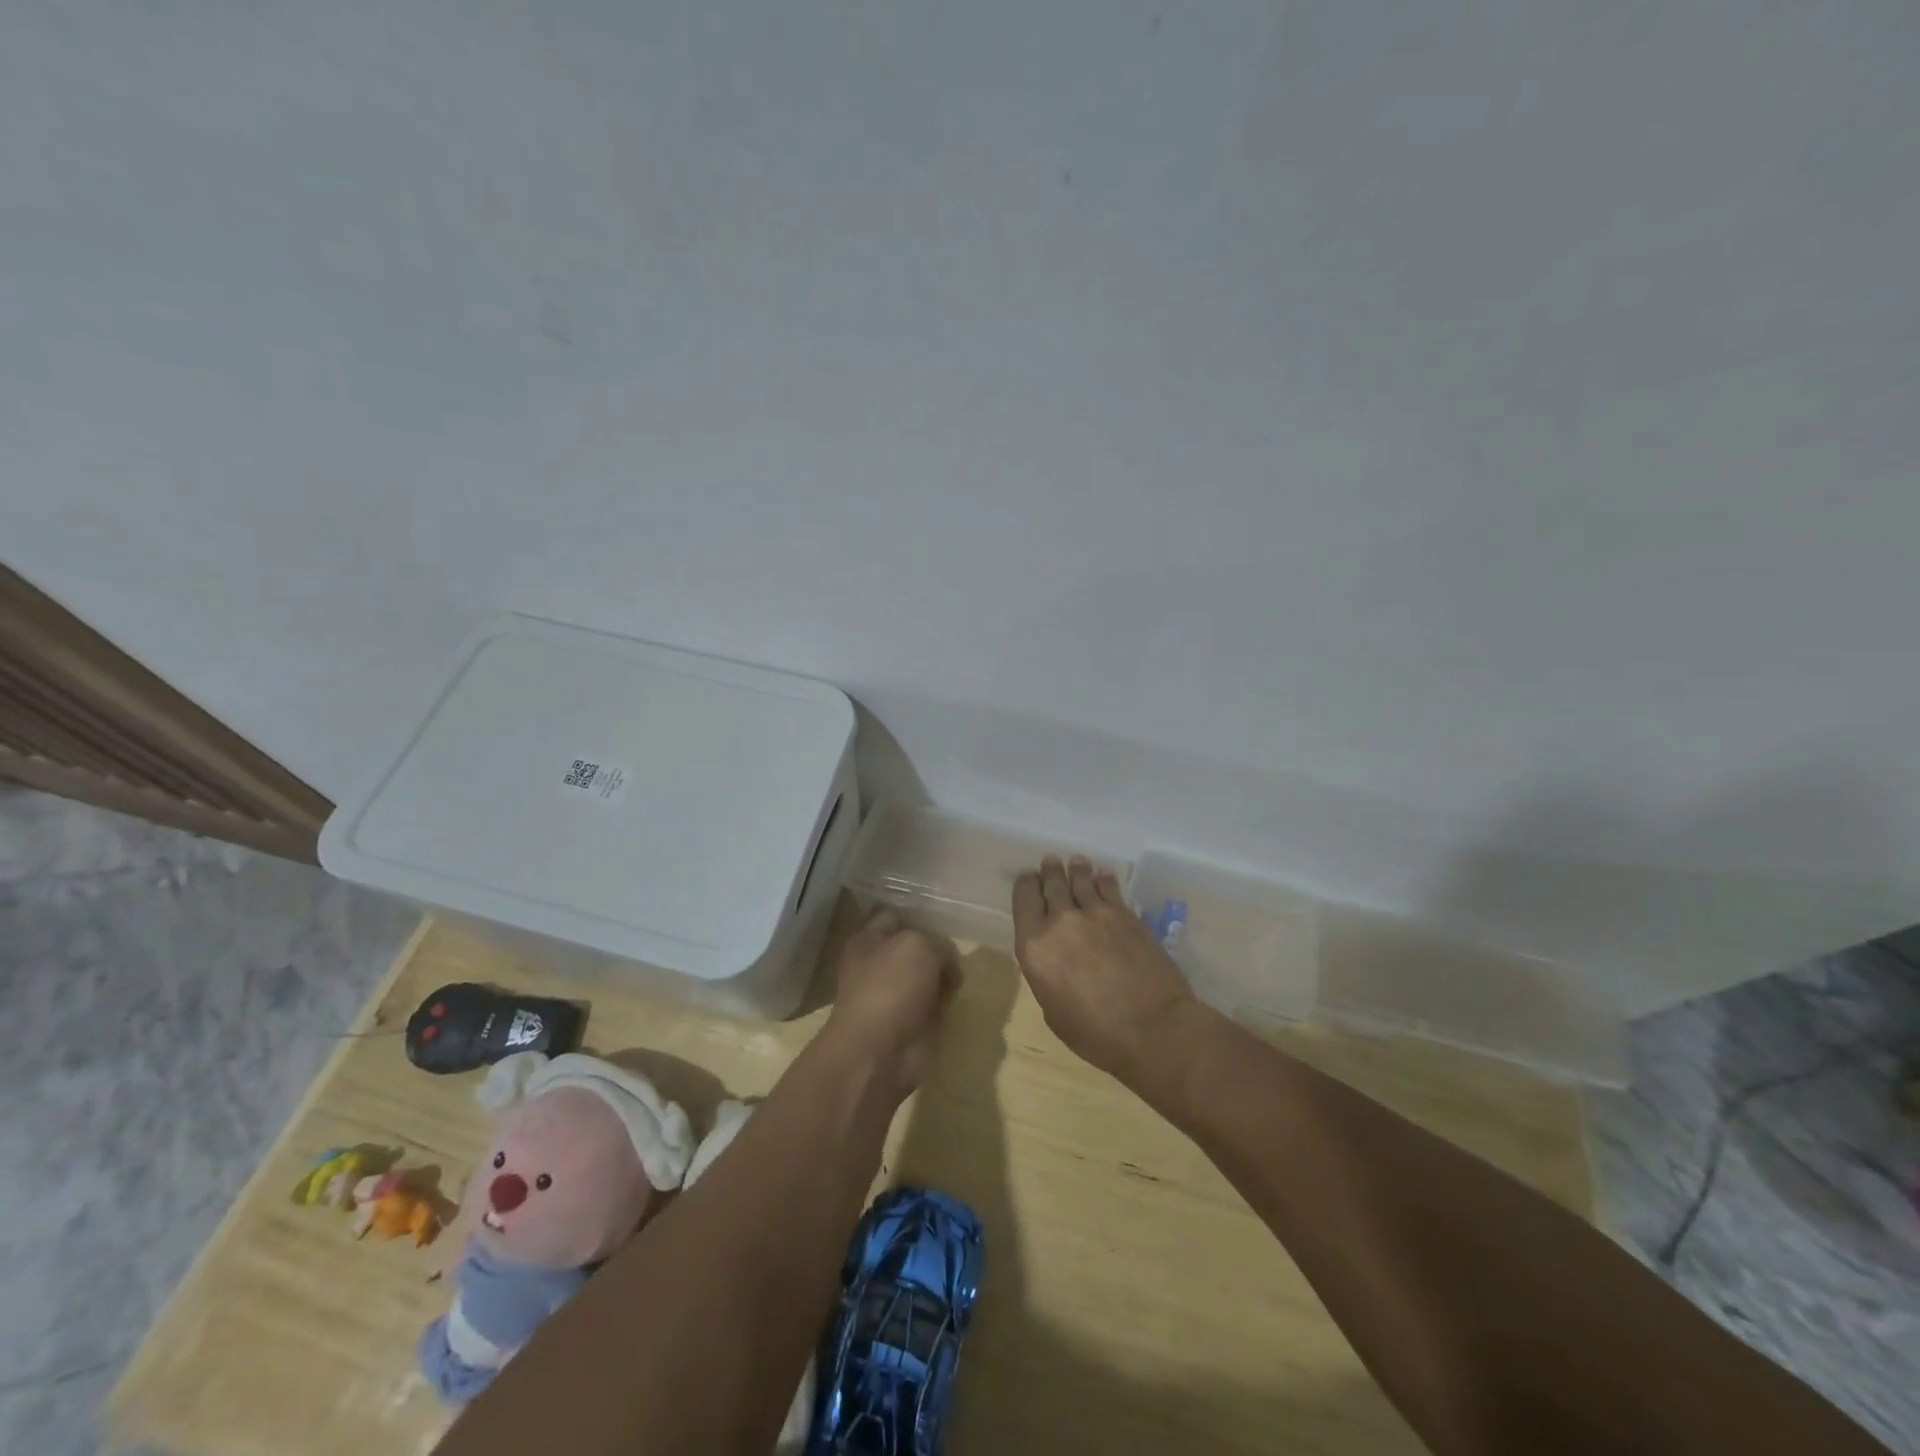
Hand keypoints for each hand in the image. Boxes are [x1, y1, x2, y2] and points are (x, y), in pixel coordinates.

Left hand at [823, 909, 959, 1097]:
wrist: (880, 1053)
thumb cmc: (891, 988)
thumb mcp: (919, 946)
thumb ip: (938, 944)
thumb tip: (946, 966)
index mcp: (868, 940)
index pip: (894, 915)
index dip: (917, 913)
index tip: (943, 914)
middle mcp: (881, 963)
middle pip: (916, 944)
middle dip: (937, 945)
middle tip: (958, 944)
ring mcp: (898, 992)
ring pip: (929, 972)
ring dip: (945, 973)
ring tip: (960, 970)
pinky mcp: (915, 1019)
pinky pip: (937, 999)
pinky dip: (948, 999)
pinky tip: (958, 995)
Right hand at [1012, 855, 1198, 1086]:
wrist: (1153, 1028)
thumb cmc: (1097, 1034)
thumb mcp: (1054, 1011)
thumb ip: (1048, 975)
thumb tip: (1056, 959)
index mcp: (1034, 947)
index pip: (1023, 902)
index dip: (1025, 886)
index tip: (1028, 878)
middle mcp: (1060, 922)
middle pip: (1051, 886)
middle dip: (1049, 872)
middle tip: (1050, 861)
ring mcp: (1095, 914)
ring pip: (1080, 881)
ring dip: (1076, 869)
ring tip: (1076, 861)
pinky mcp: (1125, 915)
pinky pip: (1110, 889)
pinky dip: (1104, 879)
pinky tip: (1103, 874)